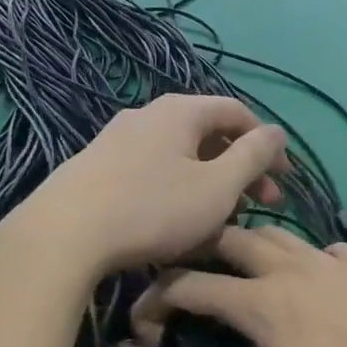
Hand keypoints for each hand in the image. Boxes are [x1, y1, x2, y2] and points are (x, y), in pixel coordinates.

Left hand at [12, 95, 285, 279]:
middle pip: (208, 136)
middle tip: (260, 206)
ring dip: (210, 185)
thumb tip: (277, 132)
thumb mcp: (217, 186)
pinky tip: (176, 226)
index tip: (283, 180)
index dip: (267, 145)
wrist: (63, 235)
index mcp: (180, 111)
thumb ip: (253, 156)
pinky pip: (151, 174)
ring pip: (179, 158)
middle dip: (240, 170)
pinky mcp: (95, 169)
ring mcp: (116, 141)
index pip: (238, 113)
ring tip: (221, 221)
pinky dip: (176, 193)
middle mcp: (147, 115)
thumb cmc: (153, 209)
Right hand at [132, 227, 346, 346]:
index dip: (158, 299)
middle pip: (234, 239)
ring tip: (247, 268)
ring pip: (281, 235)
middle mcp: (292, 270)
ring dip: (253, 246)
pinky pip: (326, 250)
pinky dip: (306, 259)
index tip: (145, 318)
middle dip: (202, 250)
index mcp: (261, 303)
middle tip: (193, 273)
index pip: (192, 286)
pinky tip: (314, 281)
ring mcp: (334, 264)